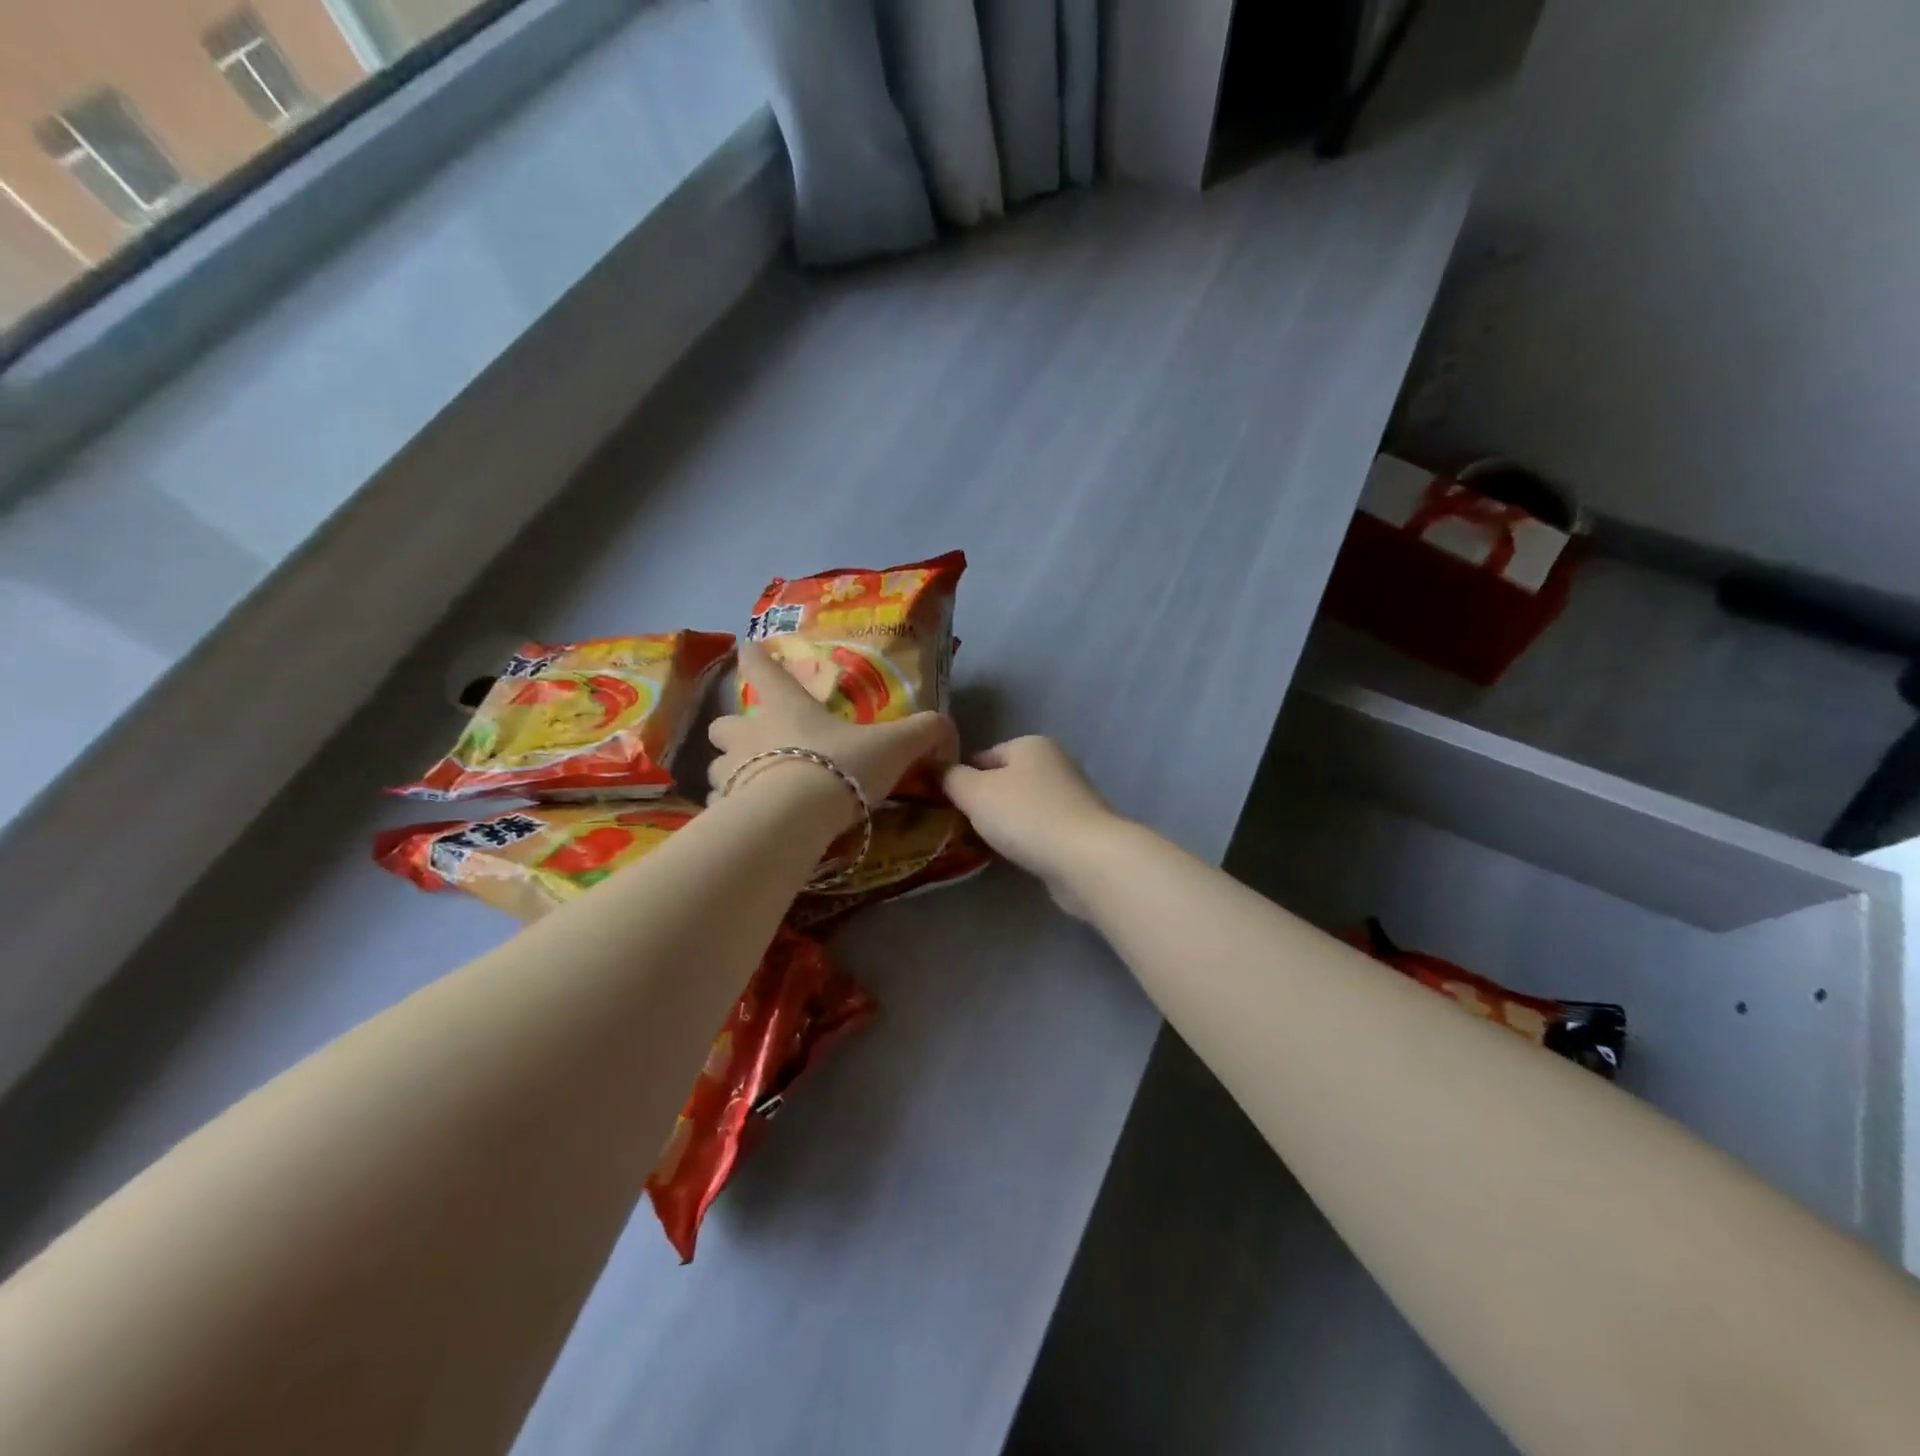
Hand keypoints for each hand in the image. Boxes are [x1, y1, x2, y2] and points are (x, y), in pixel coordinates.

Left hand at [708, 643, 957, 811]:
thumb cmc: (841, 766)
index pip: (762, 669)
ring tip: (752, 788)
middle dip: (732, 731)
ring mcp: (729, 772)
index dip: (755, 657)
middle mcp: (749, 734)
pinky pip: (720, 806)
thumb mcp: (894, 746)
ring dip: (730, 773)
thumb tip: (948, 730)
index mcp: (787, 708)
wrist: (797, 817)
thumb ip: (924, 732)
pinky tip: (751, 824)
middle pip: (722, 724)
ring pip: (715, 766)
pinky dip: (732, 811)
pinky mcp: (723, 810)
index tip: (747, 646)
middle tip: (754, 743)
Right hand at [942, 737, 1121, 916]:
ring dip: (1002, 825)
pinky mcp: (1079, 829)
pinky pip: (1038, 830)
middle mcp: (1054, 763)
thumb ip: (950, 778)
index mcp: (1030, 744)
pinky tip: (1012, 857)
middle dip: (982, 804)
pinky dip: (1024, 840)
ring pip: (1021, 807)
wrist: (1086, 859)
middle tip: (958, 828)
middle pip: (1003, 781)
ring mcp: (1070, 797)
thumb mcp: (975, 792)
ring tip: (982, 846)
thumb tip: (936, 770)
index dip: (959, 779)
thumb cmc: (1026, 816)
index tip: (943, 806)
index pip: (982, 756)